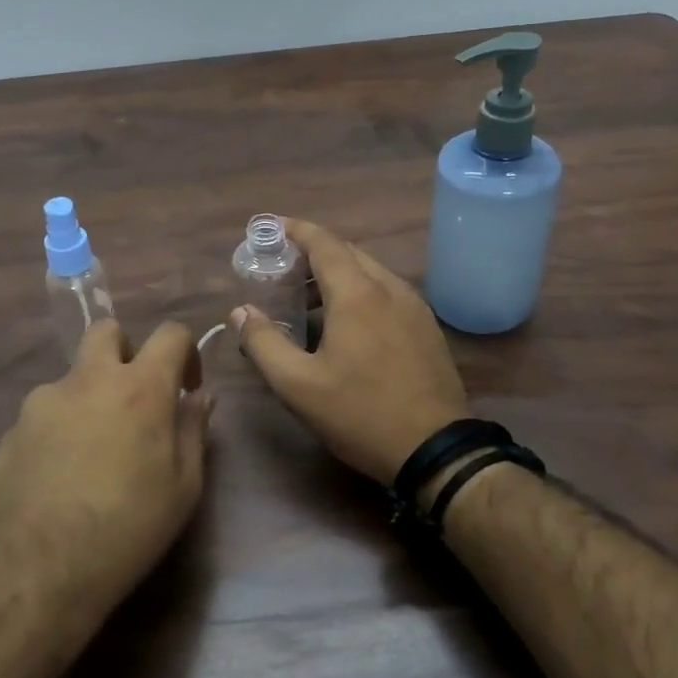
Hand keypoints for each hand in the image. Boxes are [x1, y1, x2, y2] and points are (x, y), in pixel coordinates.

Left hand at [0, 320, 211, 624]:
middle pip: (107, 331)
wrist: (36, 570)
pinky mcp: (10, 431)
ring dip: (88, 399)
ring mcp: (41, 402)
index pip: (170, 334)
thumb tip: (199, 397)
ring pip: (71, 379)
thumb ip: (193, 431)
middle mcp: (88, 380)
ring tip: (90, 456)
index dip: (185, 352)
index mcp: (139, 388)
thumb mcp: (183, 488)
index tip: (186, 387)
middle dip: (126, 351)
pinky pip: (42, 417)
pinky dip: (56, 433)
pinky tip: (56, 480)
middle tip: (133, 397)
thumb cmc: (127, 528)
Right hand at [229, 219, 469, 485]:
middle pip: (346, 253)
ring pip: (369, 272)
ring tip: (306, 299)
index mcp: (356, 294)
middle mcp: (389, 288)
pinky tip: (345, 323)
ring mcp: (414, 306)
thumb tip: (240, 312)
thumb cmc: (361, 413)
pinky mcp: (426, 327)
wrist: (436, 449)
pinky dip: (358, 291)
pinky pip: (386, 292)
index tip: (270, 227)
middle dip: (311, 253)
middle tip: (280, 270)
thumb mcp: (298, 386)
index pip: (322, 242)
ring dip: (335, 274)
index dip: (294, 230)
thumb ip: (263, 343)